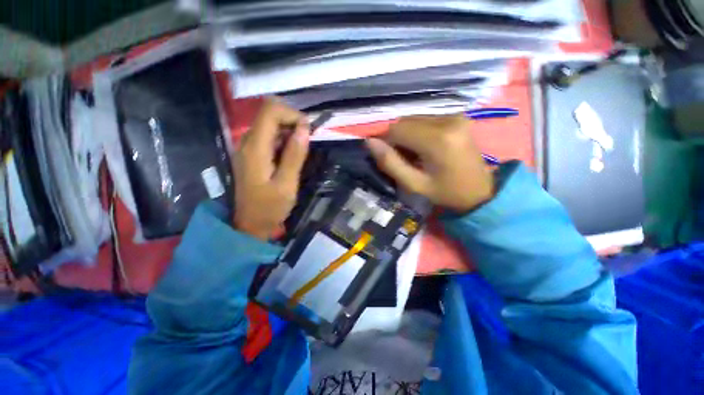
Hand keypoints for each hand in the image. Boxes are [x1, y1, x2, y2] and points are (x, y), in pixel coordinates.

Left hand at [233, 98, 309, 239]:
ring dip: (290, 131)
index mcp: (255, 148)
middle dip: (292, 122)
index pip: (270, 111)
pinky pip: (269, 137)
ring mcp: (249, 148)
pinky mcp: (253, 154)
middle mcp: (248, 142)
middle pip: (269, 114)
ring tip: (302, 150)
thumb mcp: (287, 185)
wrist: (250, 225)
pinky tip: (292, 155)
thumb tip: (304, 128)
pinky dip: (284, 140)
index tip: (308, 131)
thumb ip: (294, 156)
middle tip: (308, 141)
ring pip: (270, 124)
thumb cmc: (269, 208)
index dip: (292, 114)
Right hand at [367, 115, 493, 211]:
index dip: (386, 142)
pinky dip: (418, 131)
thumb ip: (390, 163)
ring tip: (414, 154)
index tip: (388, 157)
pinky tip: (424, 146)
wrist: (480, 191)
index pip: (397, 129)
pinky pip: (425, 119)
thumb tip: (369, 142)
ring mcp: (455, 115)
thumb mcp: (414, 184)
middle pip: (405, 121)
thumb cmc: (445, 192)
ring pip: (414, 118)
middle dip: (397, 138)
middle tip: (403, 159)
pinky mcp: (458, 116)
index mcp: (437, 139)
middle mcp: (447, 120)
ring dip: (407, 134)